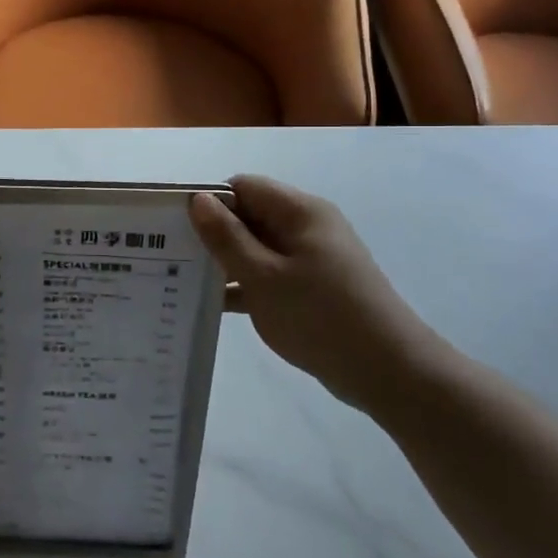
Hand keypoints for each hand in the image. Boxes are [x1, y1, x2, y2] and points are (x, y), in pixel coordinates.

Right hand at [189, 175, 445, 413]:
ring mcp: (311, 258)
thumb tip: (198, 200)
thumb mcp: (263, 276)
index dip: (208, 202)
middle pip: (249, 215)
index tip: (173, 227)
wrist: (387, 371)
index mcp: (299, 211)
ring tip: (181, 281)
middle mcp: (306, 226)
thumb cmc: (320, 316)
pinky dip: (245, 285)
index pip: (243, 187)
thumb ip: (227, 237)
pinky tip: (212, 305)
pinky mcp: (313, 287)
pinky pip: (269, 274)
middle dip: (212, 233)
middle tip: (170, 257)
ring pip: (256, 248)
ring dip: (226, 262)